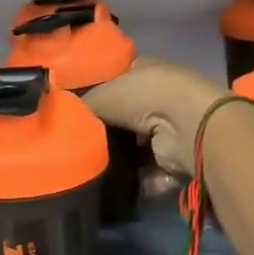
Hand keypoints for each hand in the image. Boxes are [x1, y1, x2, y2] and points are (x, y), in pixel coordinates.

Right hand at [82, 57, 228, 177]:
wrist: (186, 125)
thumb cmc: (143, 97)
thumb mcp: (103, 93)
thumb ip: (83, 106)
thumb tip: (67, 119)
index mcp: (143, 72)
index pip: (115, 82)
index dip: (96, 96)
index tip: (76, 115)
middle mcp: (157, 98)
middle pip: (124, 118)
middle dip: (106, 132)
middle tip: (80, 146)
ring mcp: (169, 128)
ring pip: (135, 147)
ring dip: (120, 160)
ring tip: (94, 167)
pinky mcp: (175, 158)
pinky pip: (149, 171)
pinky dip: (137, 179)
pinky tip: (117, 182)